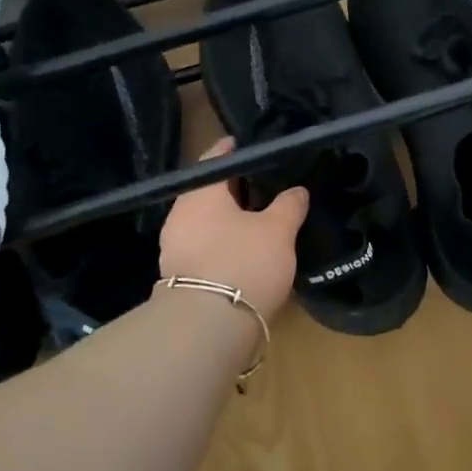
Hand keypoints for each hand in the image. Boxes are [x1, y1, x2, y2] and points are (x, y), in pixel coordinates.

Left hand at [159, 138, 308, 318]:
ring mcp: (174, 247)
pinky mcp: (178, 276)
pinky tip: (243, 251)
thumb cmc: (243, 263)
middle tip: (262, 185)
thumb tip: (297, 190)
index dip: (231, 150)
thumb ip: (289, 205)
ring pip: (205, 221)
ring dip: (227, 218)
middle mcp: (180, 214)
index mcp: (200, 193)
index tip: (246, 143)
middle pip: (208, 191)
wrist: (207, 327)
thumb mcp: (278, 231)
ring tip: (257, 220)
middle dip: (233, 188)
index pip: (214, 159)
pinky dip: (221, 242)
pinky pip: (202, 245)